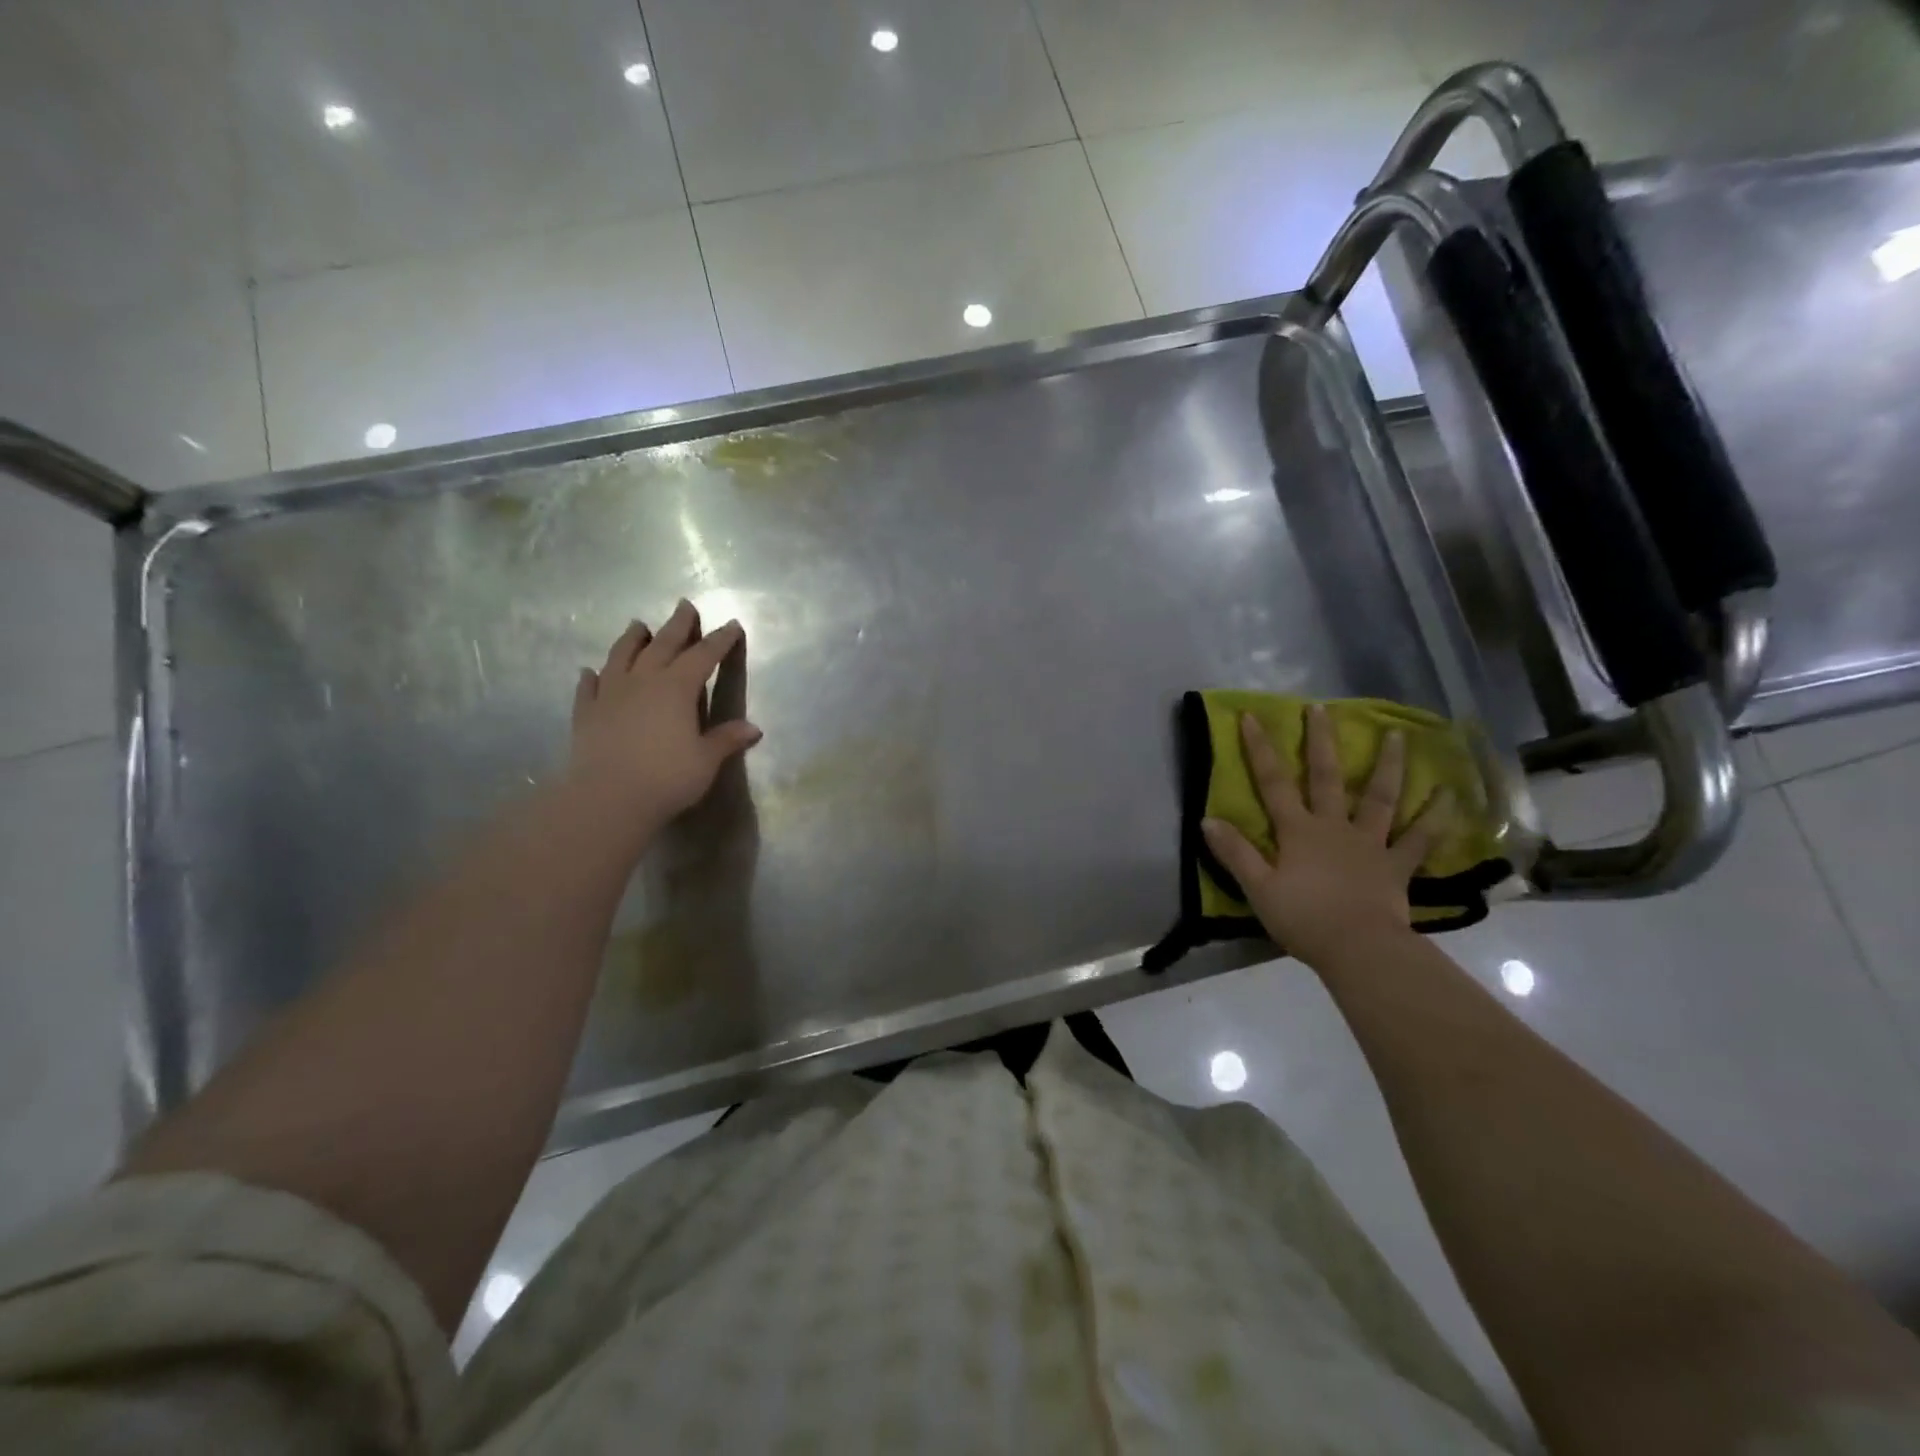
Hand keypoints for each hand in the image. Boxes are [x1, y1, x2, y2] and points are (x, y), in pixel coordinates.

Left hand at [564, 601, 762, 845]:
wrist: (607, 798)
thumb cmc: (667, 778)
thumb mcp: (706, 760)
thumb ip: (726, 740)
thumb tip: (753, 729)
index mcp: (677, 688)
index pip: (704, 656)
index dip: (720, 640)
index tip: (732, 625)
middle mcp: (643, 681)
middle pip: (662, 645)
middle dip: (677, 625)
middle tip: (685, 605)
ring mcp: (610, 694)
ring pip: (622, 656)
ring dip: (632, 639)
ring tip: (637, 624)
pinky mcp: (586, 713)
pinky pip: (589, 688)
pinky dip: (593, 676)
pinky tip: (591, 671)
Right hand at [1201, 706, 1448, 967]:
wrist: (1359, 949)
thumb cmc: (1304, 918)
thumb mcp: (1258, 888)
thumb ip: (1235, 853)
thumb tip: (1206, 819)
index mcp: (1298, 832)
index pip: (1273, 783)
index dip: (1260, 750)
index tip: (1252, 717)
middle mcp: (1334, 826)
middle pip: (1327, 777)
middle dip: (1321, 741)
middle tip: (1321, 708)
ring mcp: (1370, 843)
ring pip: (1380, 797)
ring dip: (1388, 765)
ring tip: (1397, 735)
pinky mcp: (1397, 865)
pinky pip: (1420, 838)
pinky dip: (1435, 817)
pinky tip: (1449, 795)